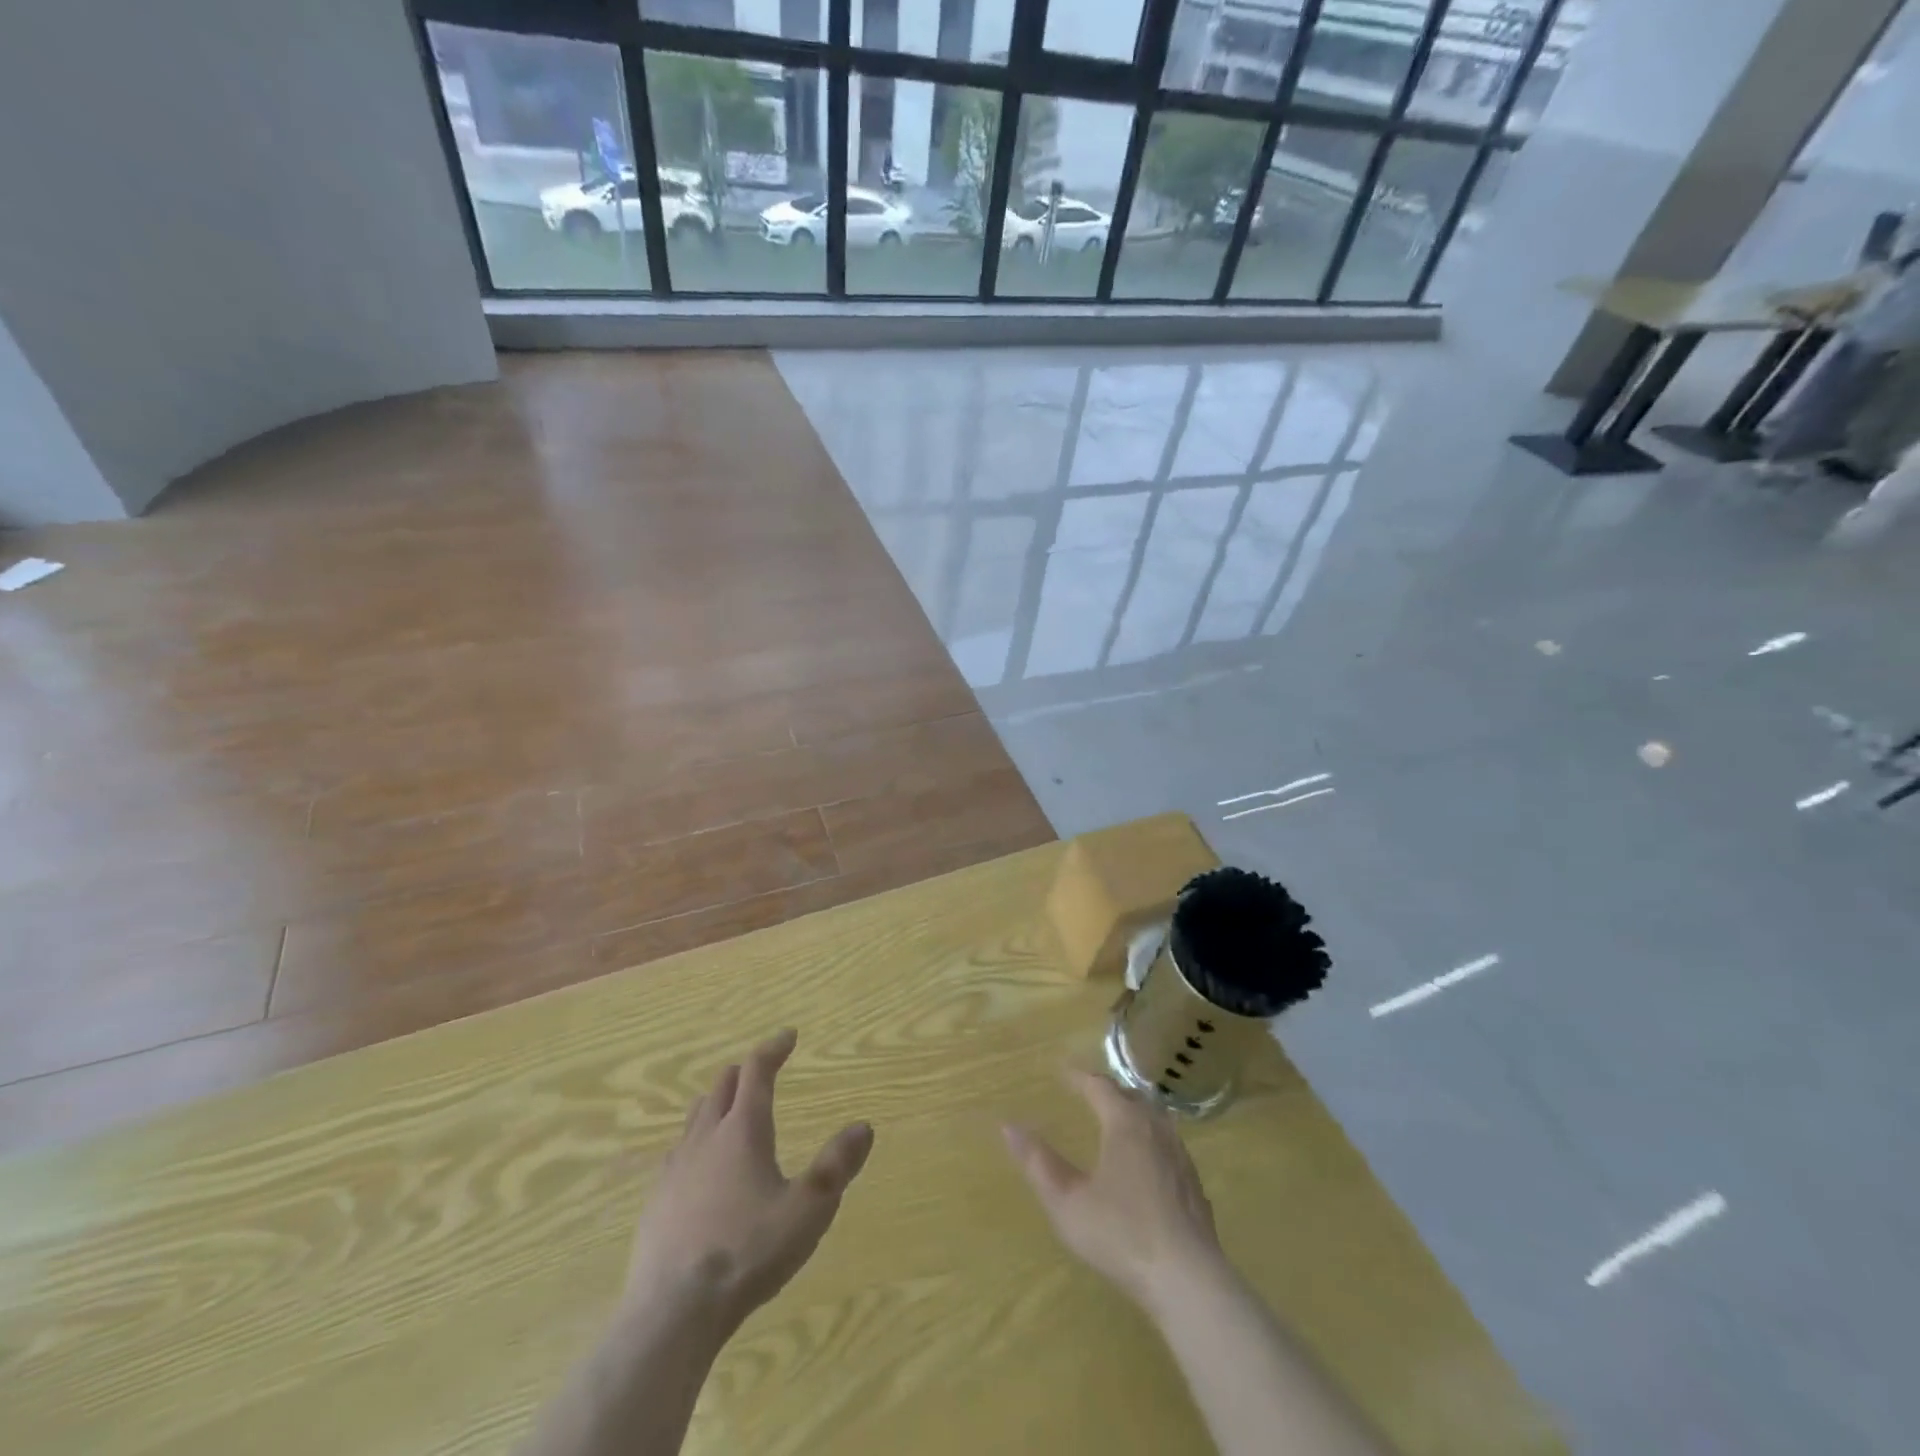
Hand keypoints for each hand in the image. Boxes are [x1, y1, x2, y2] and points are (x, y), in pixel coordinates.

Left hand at [624, 1029, 873, 1335]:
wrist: (671, 1313)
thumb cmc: (747, 1254)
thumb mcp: (807, 1212)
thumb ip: (836, 1167)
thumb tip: (863, 1127)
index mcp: (743, 1130)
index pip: (757, 1070)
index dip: (774, 1048)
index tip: (789, 1035)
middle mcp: (706, 1137)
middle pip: (723, 1085)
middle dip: (746, 1071)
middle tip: (764, 1072)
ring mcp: (675, 1168)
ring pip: (696, 1115)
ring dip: (718, 1101)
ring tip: (733, 1110)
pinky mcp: (656, 1200)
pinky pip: (678, 1151)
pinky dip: (697, 1140)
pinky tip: (701, 1167)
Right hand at [1002, 1071, 1224, 1313]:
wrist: (1188, 1280)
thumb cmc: (1121, 1234)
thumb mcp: (1067, 1202)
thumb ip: (1038, 1163)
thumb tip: (1009, 1127)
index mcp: (1124, 1124)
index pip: (1100, 1086)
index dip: (1080, 1077)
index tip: (1063, 1072)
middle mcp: (1155, 1129)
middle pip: (1131, 1096)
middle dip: (1108, 1090)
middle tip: (1089, 1092)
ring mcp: (1180, 1156)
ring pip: (1155, 1118)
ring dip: (1134, 1110)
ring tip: (1117, 1119)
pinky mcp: (1194, 1184)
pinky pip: (1169, 1144)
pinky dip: (1151, 1137)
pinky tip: (1146, 1161)